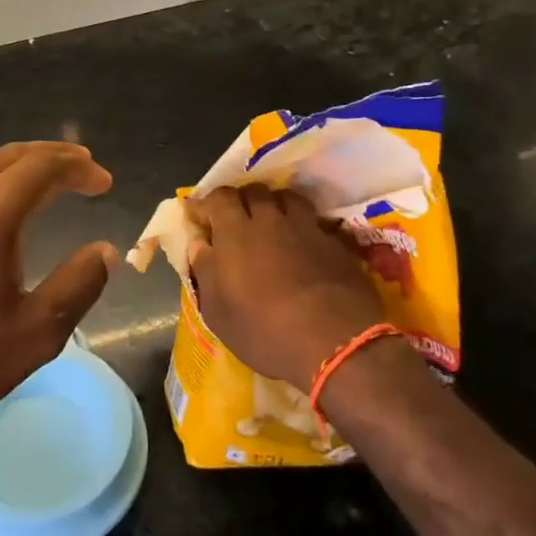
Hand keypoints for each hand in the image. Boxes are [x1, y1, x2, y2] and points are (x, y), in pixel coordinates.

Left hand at [0, 142, 116, 433]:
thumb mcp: (37, 332)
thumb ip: (78, 285)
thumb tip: (105, 250)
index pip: (39, 169)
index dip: (76, 169)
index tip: (104, 182)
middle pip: (8, 156)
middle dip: (50, 156)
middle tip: (82, 166)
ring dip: (16, 161)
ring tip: (44, 175)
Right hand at [188, 184, 384, 390]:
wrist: (334, 343)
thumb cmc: (264, 330)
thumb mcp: (217, 311)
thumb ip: (204, 271)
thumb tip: (199, 244)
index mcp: (235, 231)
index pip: (218, 197)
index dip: (207, 203)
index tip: (200, 217)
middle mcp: (270, 219)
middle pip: (253, 191)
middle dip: (242, 200)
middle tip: (237, 221)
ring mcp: (306, 227)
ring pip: (287, 198)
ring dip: (275, 205)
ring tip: (272, 224)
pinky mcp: (335, 242)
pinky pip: (314, 221)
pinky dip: (304, 226)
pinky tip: (304, 244)